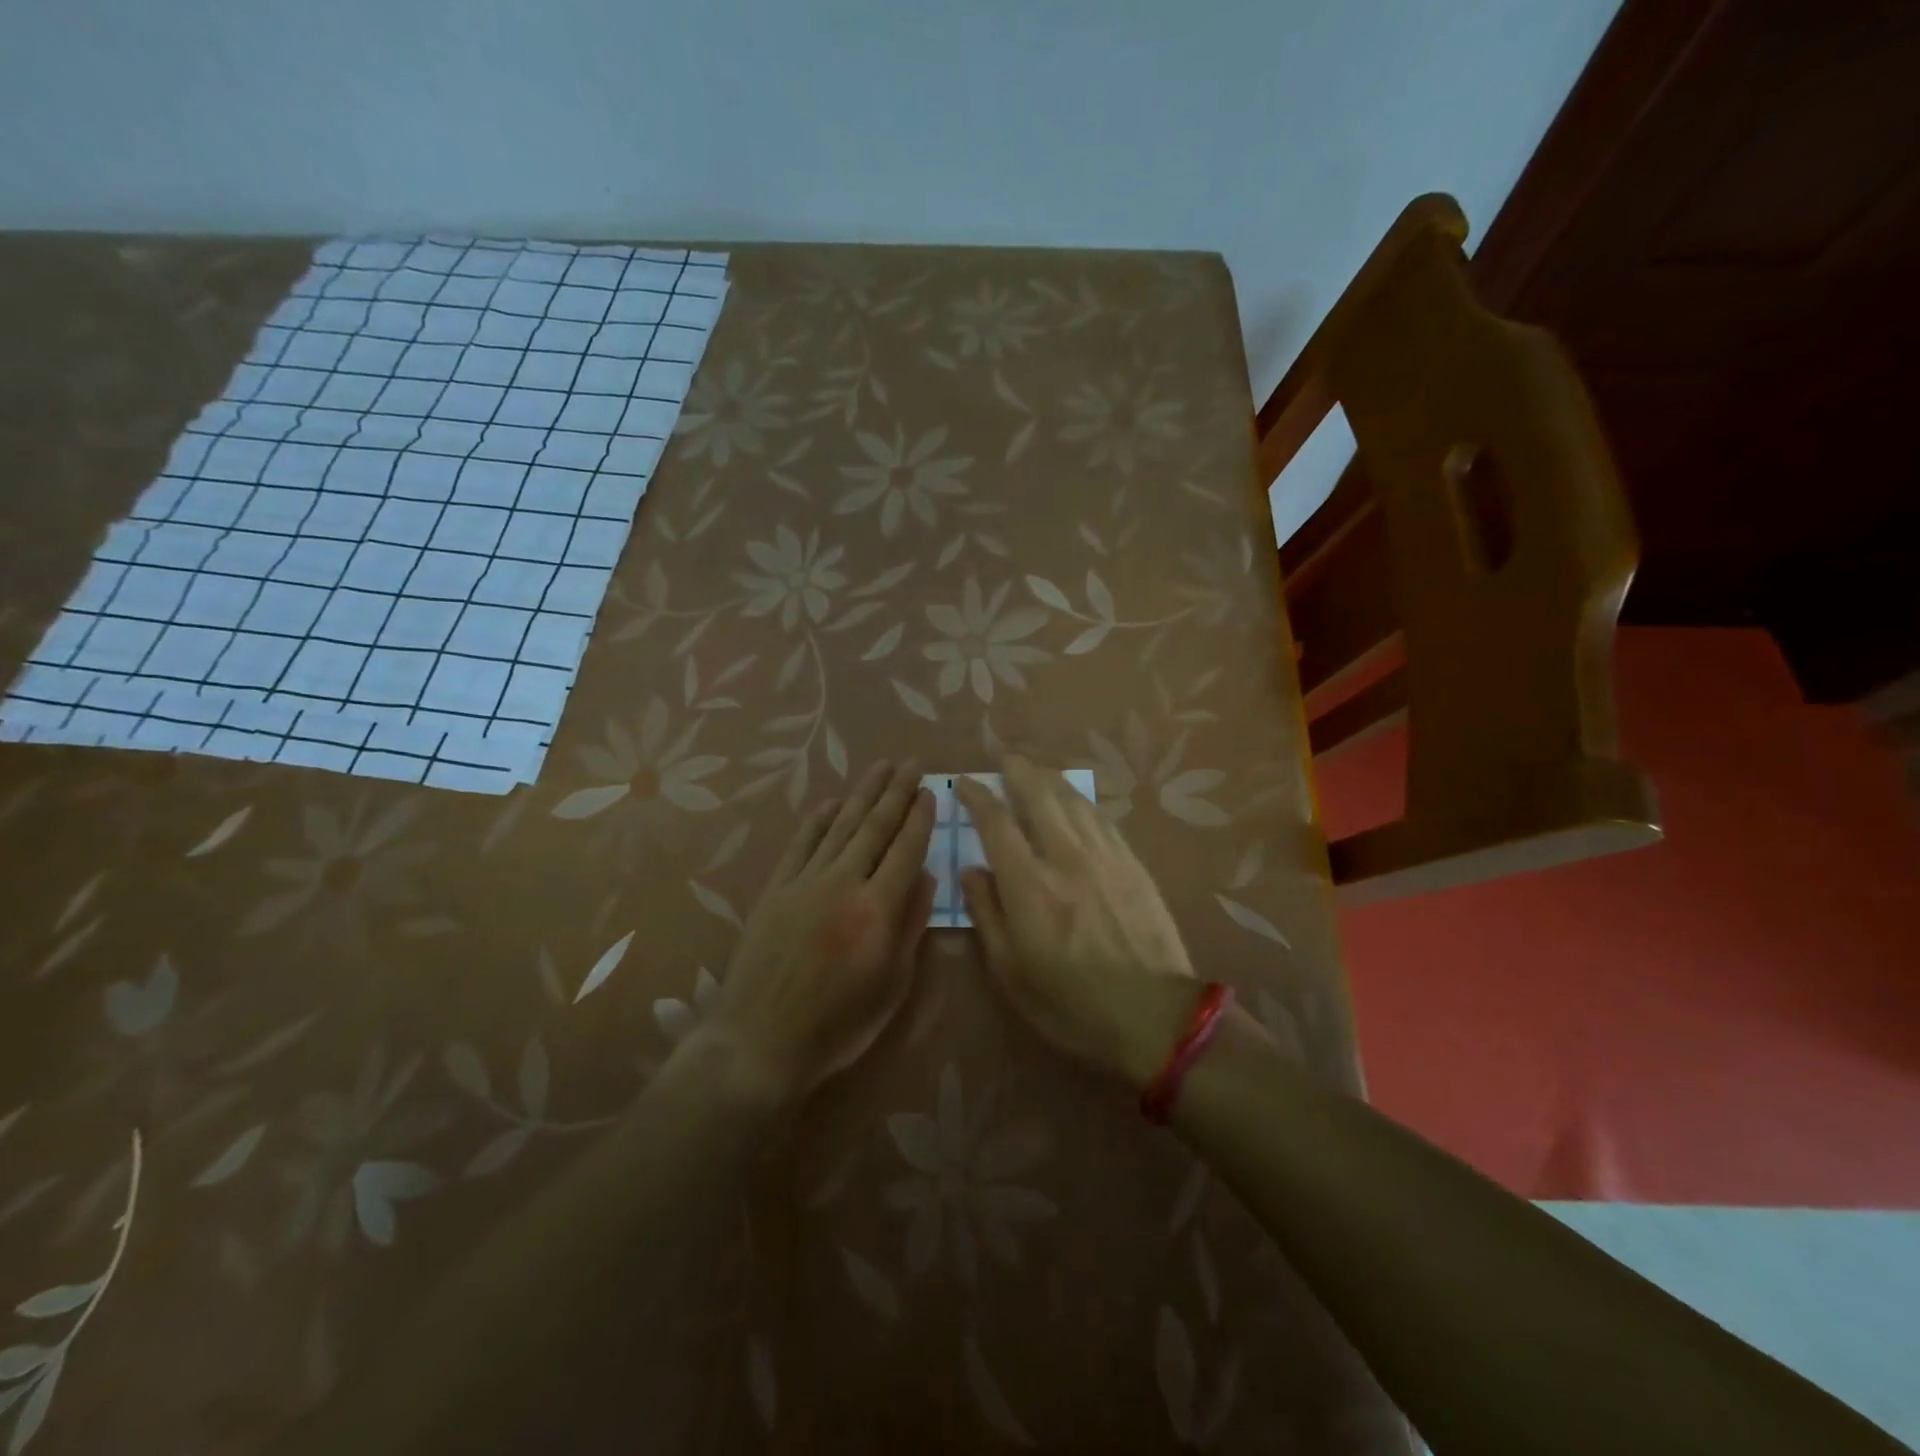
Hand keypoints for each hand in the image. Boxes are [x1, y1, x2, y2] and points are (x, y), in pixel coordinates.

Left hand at [703, 760, 935, 1104]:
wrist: (760, 1041)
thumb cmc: (838, 1024)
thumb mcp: (892, 985)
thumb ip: (911, 925)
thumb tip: (928, 875)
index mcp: (876, 909)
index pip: (906, 849)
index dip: (920, 817)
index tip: (931, 790)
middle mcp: (842, 883)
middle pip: (874, 827)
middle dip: (896, 792)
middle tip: (911, 763)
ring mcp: (804, 882)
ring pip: (839, 827)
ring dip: (862, 794)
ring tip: (880, 767)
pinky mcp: (776, 889)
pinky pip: (801, 844)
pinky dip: (817, 820)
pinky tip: (831, 802)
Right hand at [958, 756, 1199, 1089]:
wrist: (1154, 1016)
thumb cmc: (1071, 1004)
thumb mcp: (1011, 972)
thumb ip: (987, 913)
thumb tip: (972, 870)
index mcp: (1029, 885)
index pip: (996, 822)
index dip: (978, 796)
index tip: (966, 783)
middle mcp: (1066, 857)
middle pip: (1040, 794)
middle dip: (1018, 770)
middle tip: (1005, 758)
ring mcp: (1105, 856)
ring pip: (1074, 800)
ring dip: (1050, 779)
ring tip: (1036, 770)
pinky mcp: (1133, 864)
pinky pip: (1102, 819)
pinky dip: (1081, 802)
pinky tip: (1076, 802)